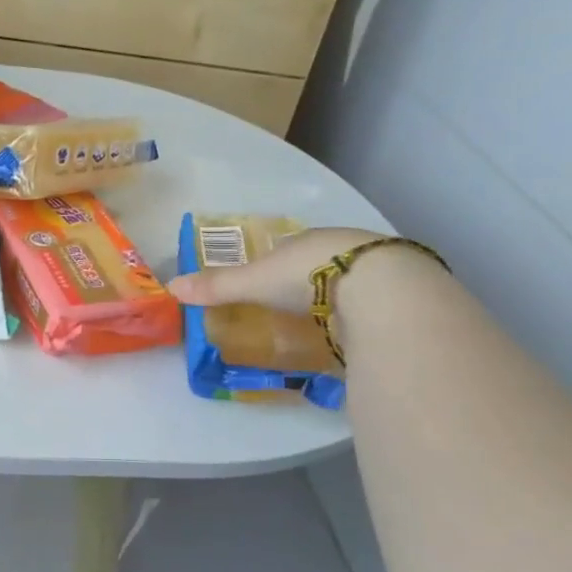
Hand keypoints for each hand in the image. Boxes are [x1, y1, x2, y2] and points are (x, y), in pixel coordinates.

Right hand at [167, 226, 381, 313]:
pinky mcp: (399, 296)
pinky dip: (360, 316)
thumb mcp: (254, 281)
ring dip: (336, 298)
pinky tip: (353, 331)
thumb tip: (172, 287)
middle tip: (291, 305)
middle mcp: (343, 247)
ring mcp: (376, 271)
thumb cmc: (310, 275)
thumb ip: (218, 286)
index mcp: (308, 239)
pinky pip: (371, 305)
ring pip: (348, 282)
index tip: (265, 282)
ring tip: (321, 322)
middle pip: (317, 264)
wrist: (381, 290)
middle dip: (306, 281)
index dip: (274, 263)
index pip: (286, 248)